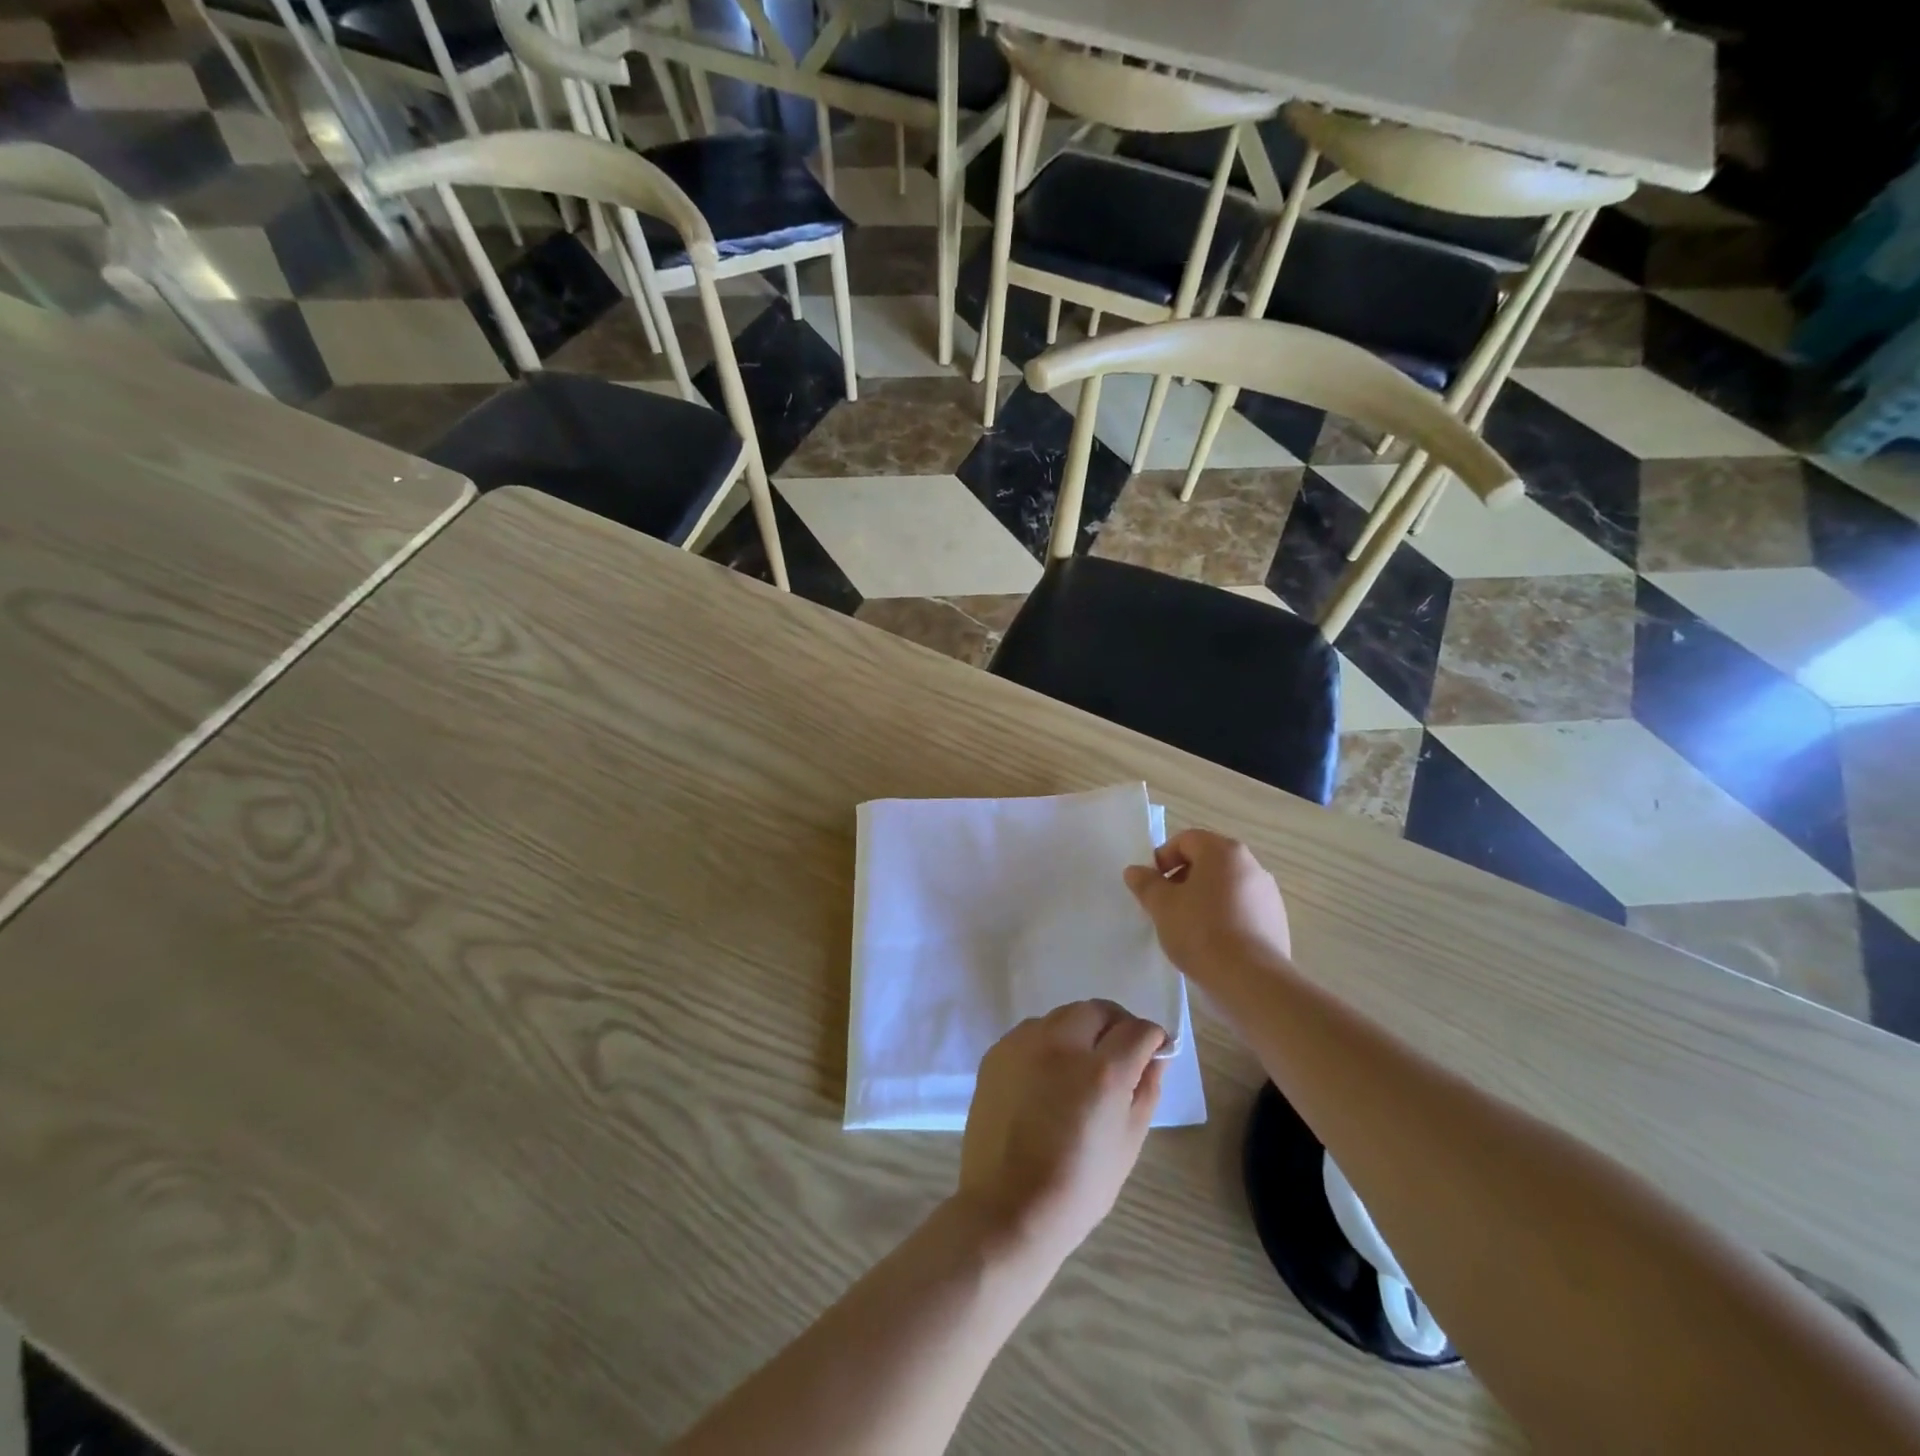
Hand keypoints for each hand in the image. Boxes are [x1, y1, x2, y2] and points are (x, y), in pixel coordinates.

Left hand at [958, 1000, 1165, 1267]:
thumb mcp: (1128, 1143)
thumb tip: (1156, 1056)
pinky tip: (1050, 1074)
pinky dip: (1049, 1041)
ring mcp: (1023, 1044)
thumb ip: (1145, 1090)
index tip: (1153, 1051)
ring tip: (1083, 1064)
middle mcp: (1061, 1044)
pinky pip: (1032, 1031)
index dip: (1152, 1038)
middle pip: (1097, 1010)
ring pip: (1063, 1015)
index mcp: (1101, 1072)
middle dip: (1116, 1024)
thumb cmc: (1078, 1188)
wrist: (1007, 1208)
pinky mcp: (997, 1052)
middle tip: (1121, 1052)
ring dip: (1081, 1029)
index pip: (1137, 1030)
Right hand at [1123, 828, 1292, 985]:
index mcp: (1223, 852)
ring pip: (1225, 886)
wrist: (1251, 980)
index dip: (1163, 858)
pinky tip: (1212, 943)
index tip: (1152, 885)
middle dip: (1183, 879)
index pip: (1186, 840)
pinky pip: (1242, 909)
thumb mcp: (1162, 906)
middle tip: (1166, 906)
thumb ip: (1146, 883)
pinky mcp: (1276, 921)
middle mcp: (1251, 865)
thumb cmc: (1201, 932)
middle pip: (1208, 862)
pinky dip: (1224, 917)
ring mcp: (1268, 894)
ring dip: (1203, 898)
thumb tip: (1135, 871)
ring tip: (1188, 927)